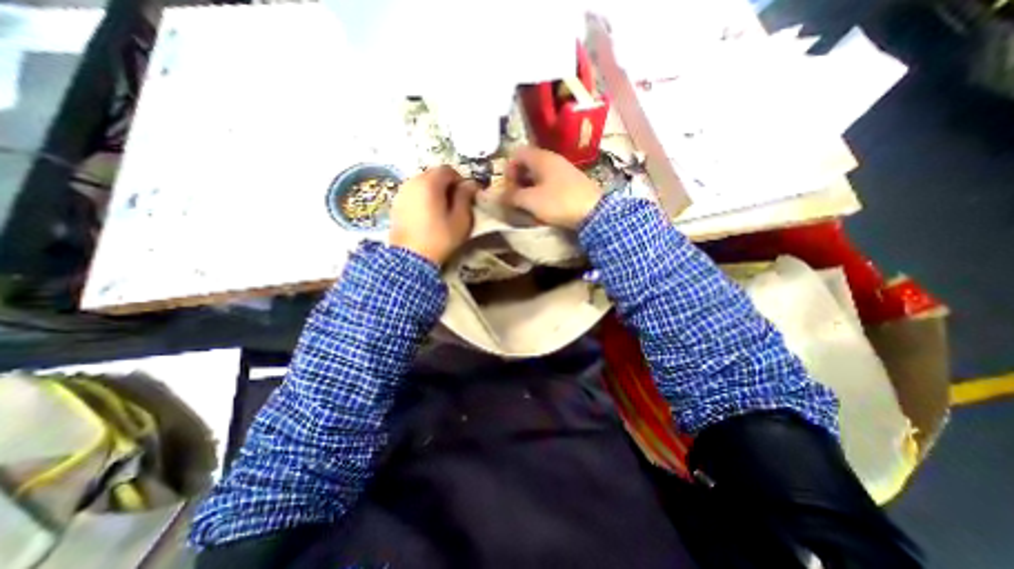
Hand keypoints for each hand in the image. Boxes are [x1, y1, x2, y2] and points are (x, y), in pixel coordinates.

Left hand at [391, 165, 478, 262]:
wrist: (410, 258)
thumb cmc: (440, 238)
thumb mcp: (460, 219)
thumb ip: (466, 197)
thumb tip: (470, 184)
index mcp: (429, 183)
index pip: (448, 170)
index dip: (460, 180)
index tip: (466, 195)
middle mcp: (412, 181)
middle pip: (433, 174)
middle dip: (447, 185)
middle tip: (455, 202)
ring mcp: (401, 192)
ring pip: (422, 183)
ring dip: (434, 191)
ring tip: (441, 209)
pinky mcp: (396, 204)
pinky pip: (413, 193)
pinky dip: (422, 198)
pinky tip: (427, 215)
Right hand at [501, 144, 599, 227]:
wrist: (594, 211)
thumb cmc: (558, 202)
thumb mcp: (531, 200)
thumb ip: (512, 196)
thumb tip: (500, 196)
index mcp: (541, 158)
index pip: (517, 154)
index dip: (509, 170)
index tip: (510, 188)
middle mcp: (552, 159)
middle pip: (528, 163)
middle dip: (518, 180)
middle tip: (517, 197)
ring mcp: (563, 169)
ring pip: (539, 174)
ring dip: (529, 187)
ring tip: (529, 204)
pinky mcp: (571, 181)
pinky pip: (550, 181)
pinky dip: (542, 190)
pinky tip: (543, 205)